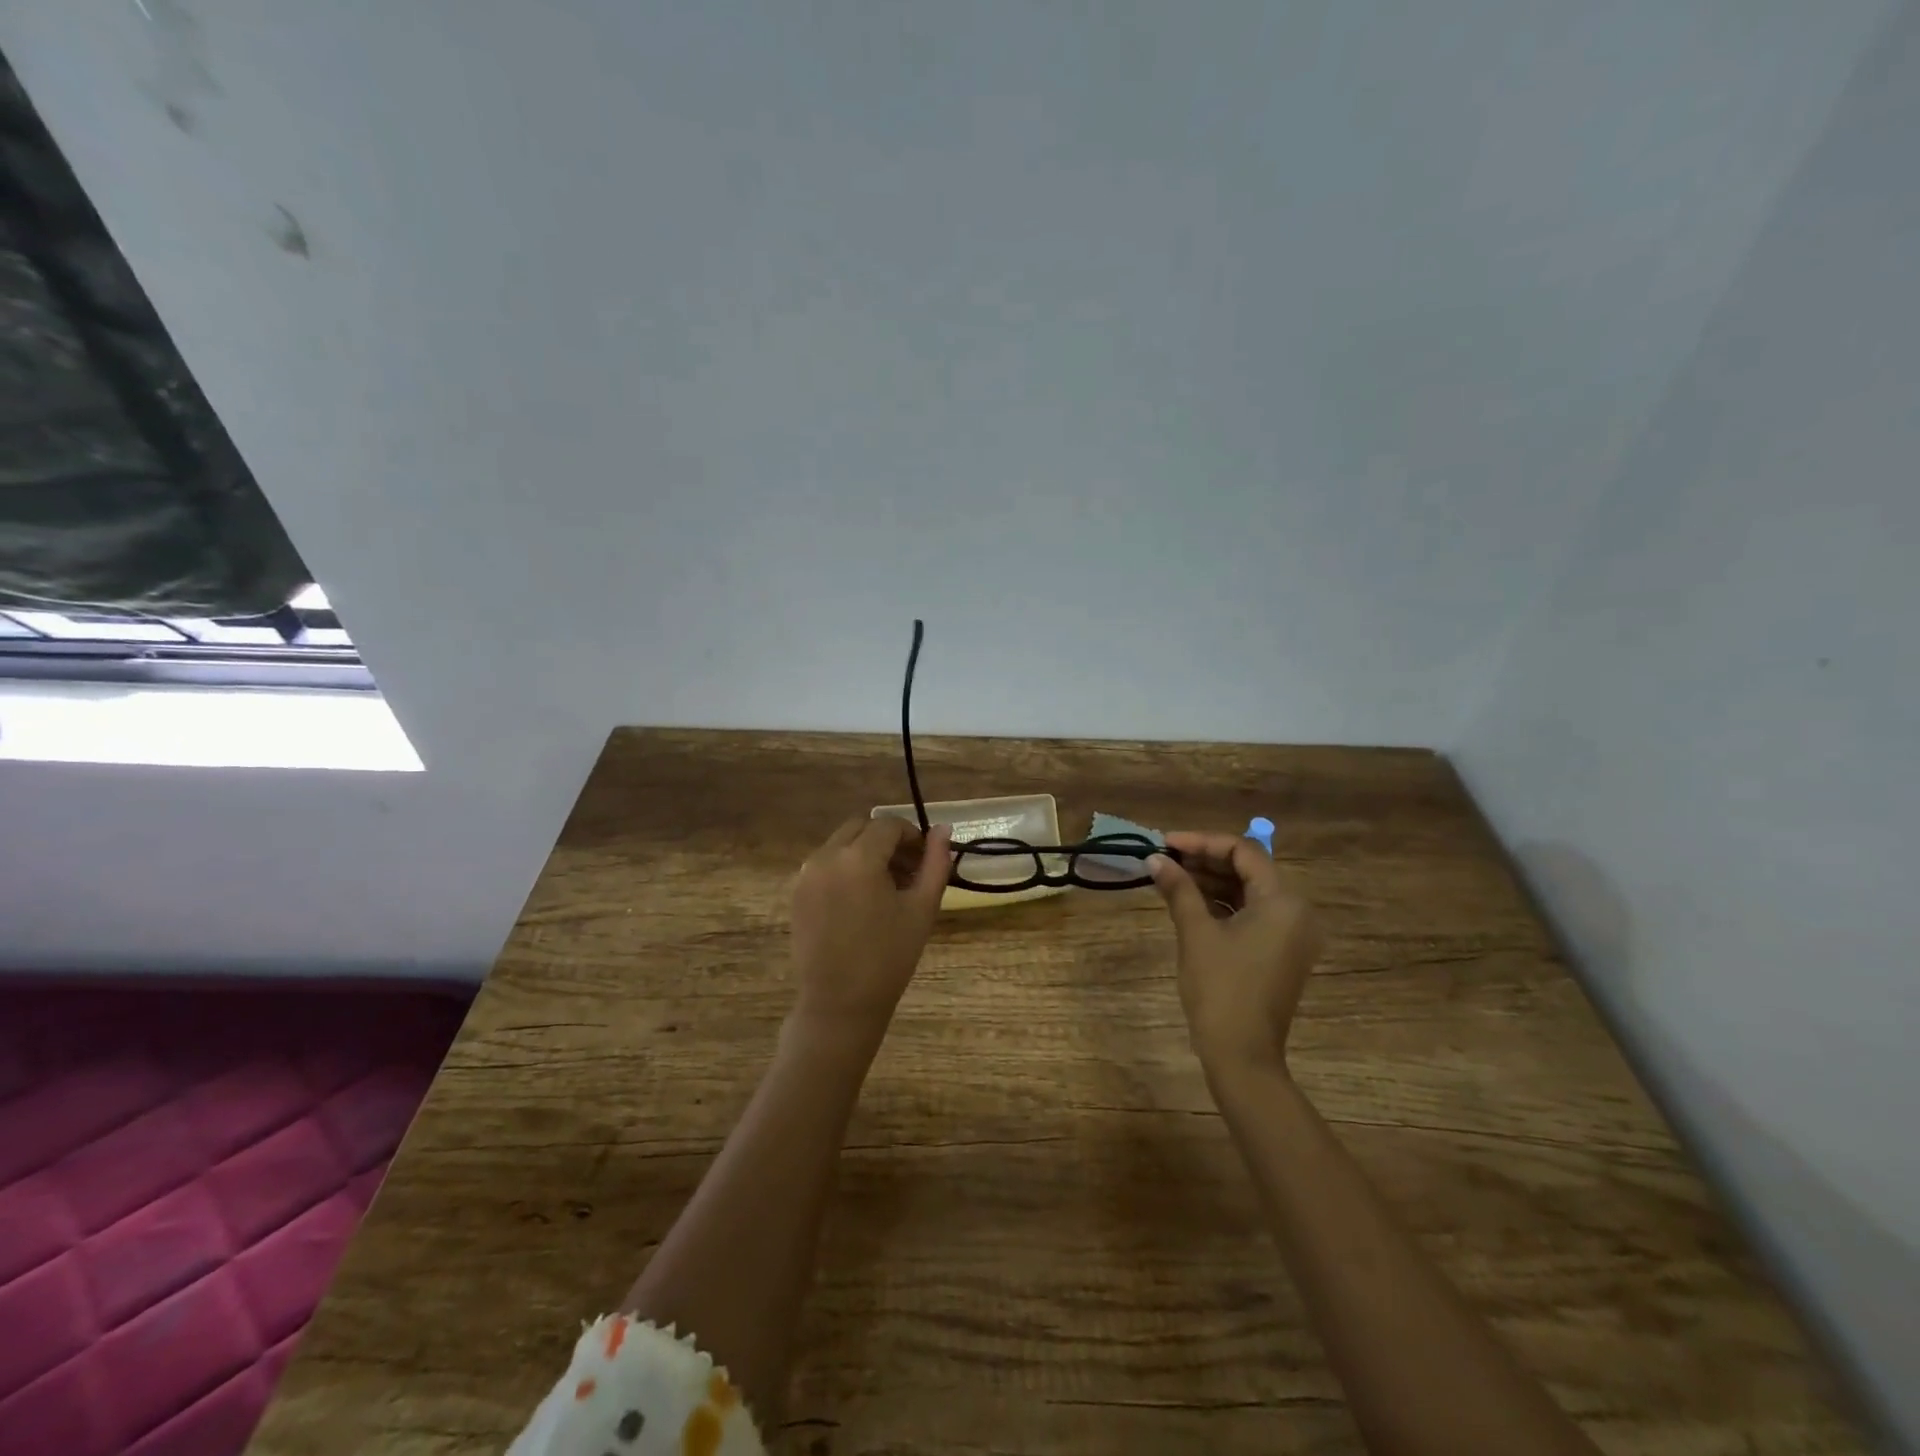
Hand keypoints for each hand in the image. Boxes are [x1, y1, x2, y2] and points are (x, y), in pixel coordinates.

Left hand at [789, 816, 953, 1036]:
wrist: (840, 1003)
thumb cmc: (889, 957)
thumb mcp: (922, 908)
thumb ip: (935, 863)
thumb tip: (943, 829)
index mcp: (859, 858)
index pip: (888, 825)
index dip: (911, 836)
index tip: (924, 858)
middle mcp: (826, 856)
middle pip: (861, 827)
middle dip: (886, 840)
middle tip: (906, 870)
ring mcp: (806, 874)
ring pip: (841, 843)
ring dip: (865, 852)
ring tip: (885, 888)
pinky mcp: (796, 892)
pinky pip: (825, 863)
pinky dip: (845, 868)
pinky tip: (861, 900)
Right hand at [1148, 831, 1323, 1074]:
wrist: (1242, 1055)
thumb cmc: (1220, 988)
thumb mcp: (1195, 933)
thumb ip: (1178, 889)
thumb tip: (1155, 858)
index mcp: (1283, 902)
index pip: (1244, 852)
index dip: (1202, 842)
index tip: (1166, 842)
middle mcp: (1295, 912)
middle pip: (1248, 869)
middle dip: (1205, 859)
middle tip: (1164, 857)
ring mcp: (1289, 935)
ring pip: (1248, 892)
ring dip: (1210, 880)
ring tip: (1170, 876)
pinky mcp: (1279, 953)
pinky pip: (1251, 914)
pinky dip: (1220, 904)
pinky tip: (1188, 900)